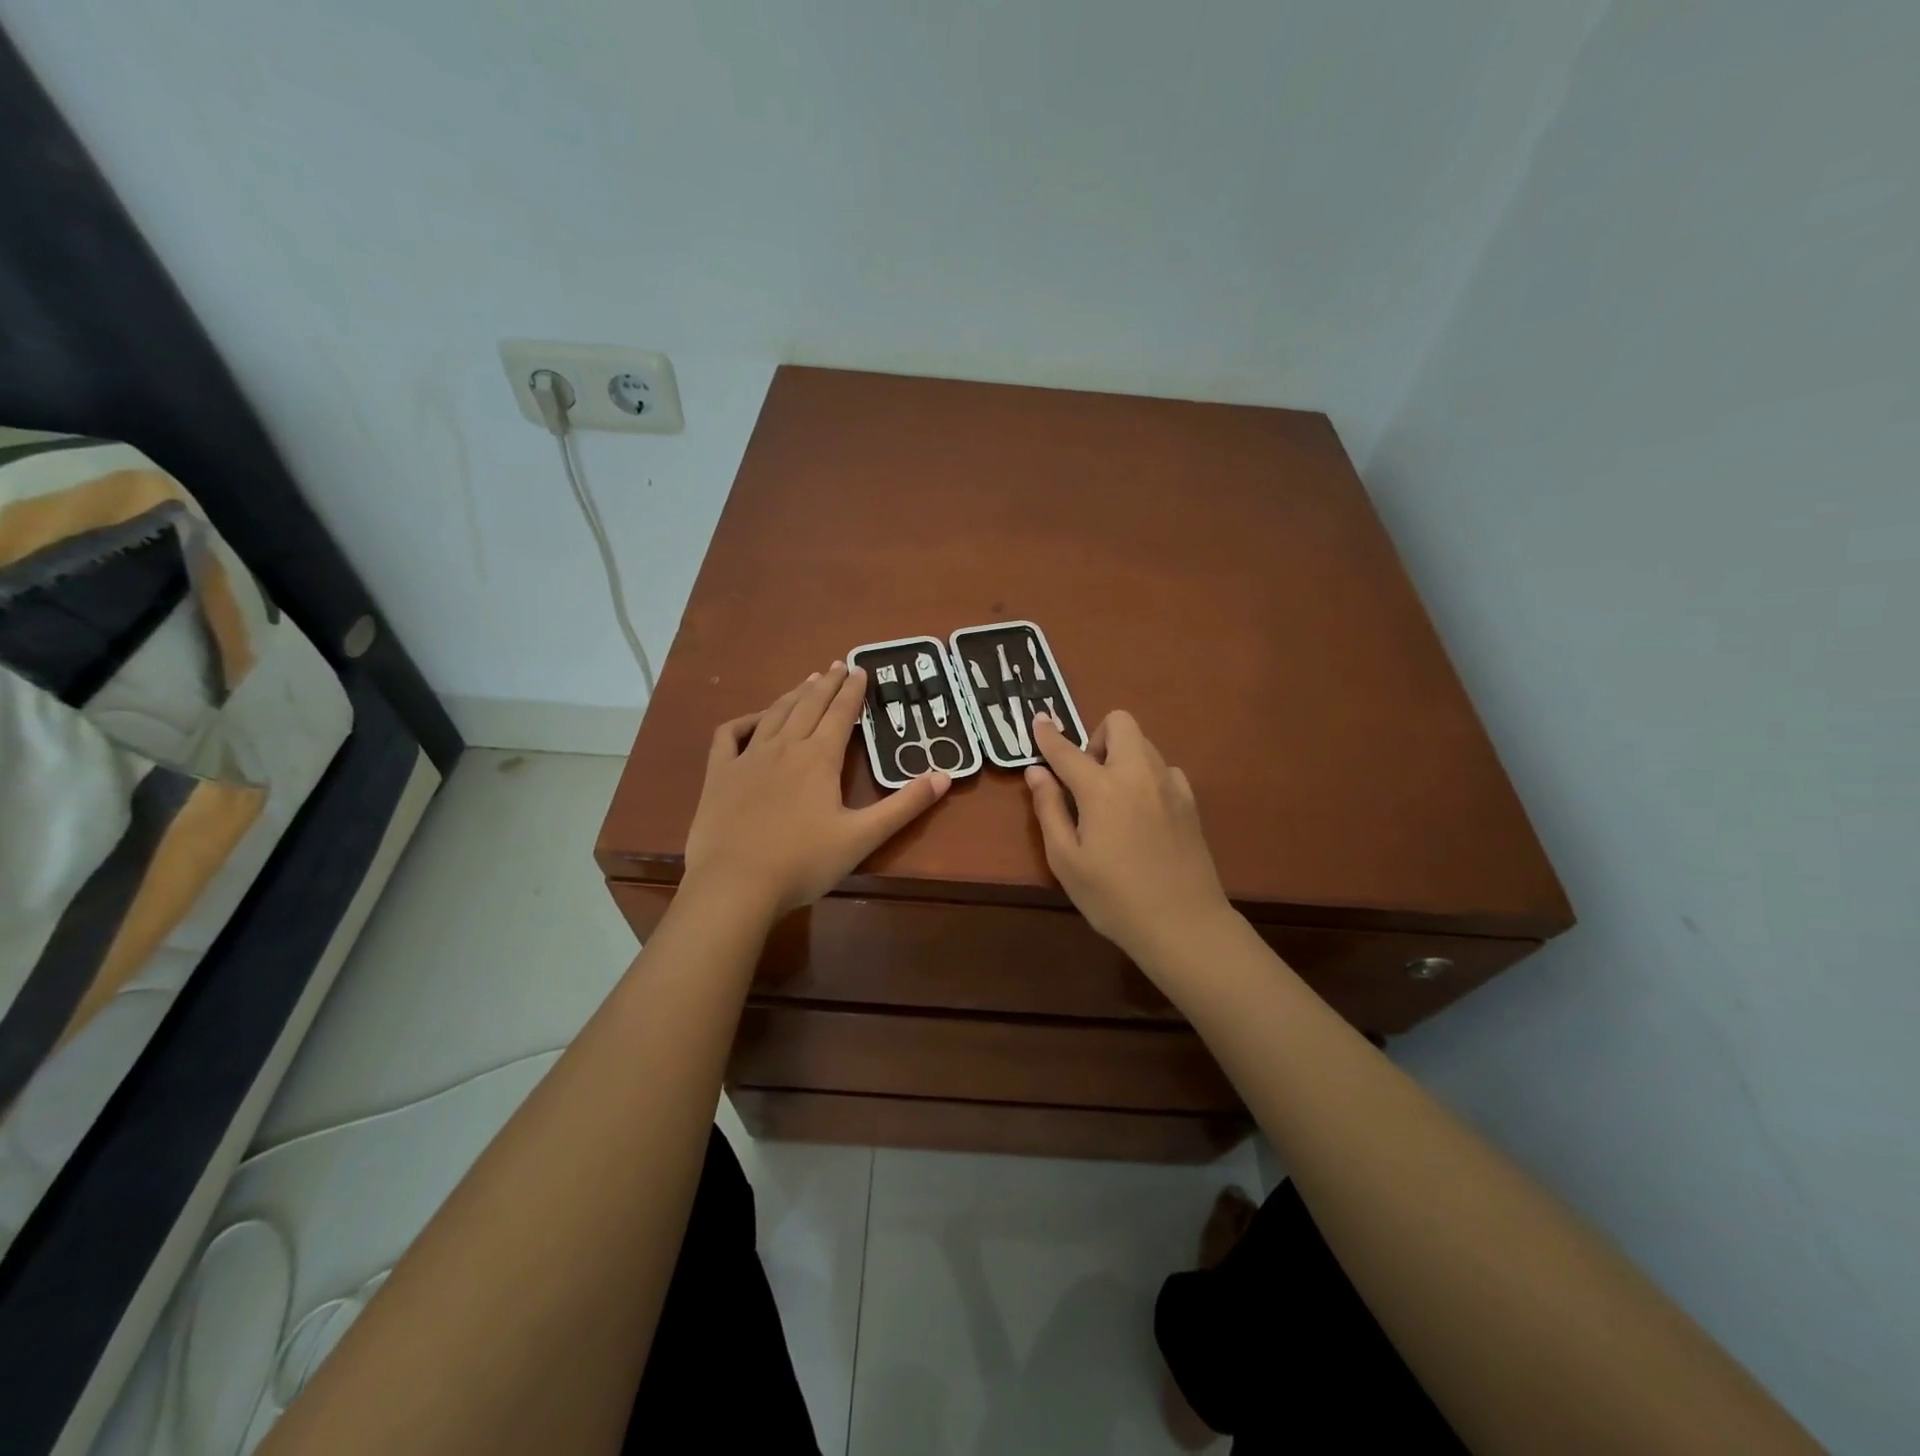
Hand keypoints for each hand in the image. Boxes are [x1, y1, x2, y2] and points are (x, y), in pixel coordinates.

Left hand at [684, 662, 949, 916]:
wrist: (735, 885)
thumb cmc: (804, 862)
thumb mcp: (863, 837)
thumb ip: (904, 805)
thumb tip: (944, 776)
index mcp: (819, 758)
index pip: (841, 714)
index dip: (853, 691)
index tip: (861, 669)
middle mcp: (785, 747)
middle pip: (809, 706)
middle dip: (826, 684)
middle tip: (838, 665)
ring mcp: (748, 758)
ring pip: (775, 714)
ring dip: (794, 695)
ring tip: (807, 681)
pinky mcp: (720, 774)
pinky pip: (730, 734)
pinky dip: (745, 720)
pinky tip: (755, 719)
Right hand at [1024, 711, 1233, 968]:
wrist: (1183, 924)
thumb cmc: (1113, 898)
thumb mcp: (1066, 860)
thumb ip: (1049, 810)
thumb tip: (1038, 772)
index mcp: (1102, 789)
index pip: (1068, 750)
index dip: (1048, 735)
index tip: (1038, 720)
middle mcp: (1138, 775)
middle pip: (1120, 723)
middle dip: (1096, 737)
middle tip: (1085, 778)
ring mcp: (1170, 786)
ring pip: (1144, 744)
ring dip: (1122, 755)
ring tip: (1112, 798)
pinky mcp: (1190, 803)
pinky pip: (1164, 769)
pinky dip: (1147, 776)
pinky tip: (1142, 811)